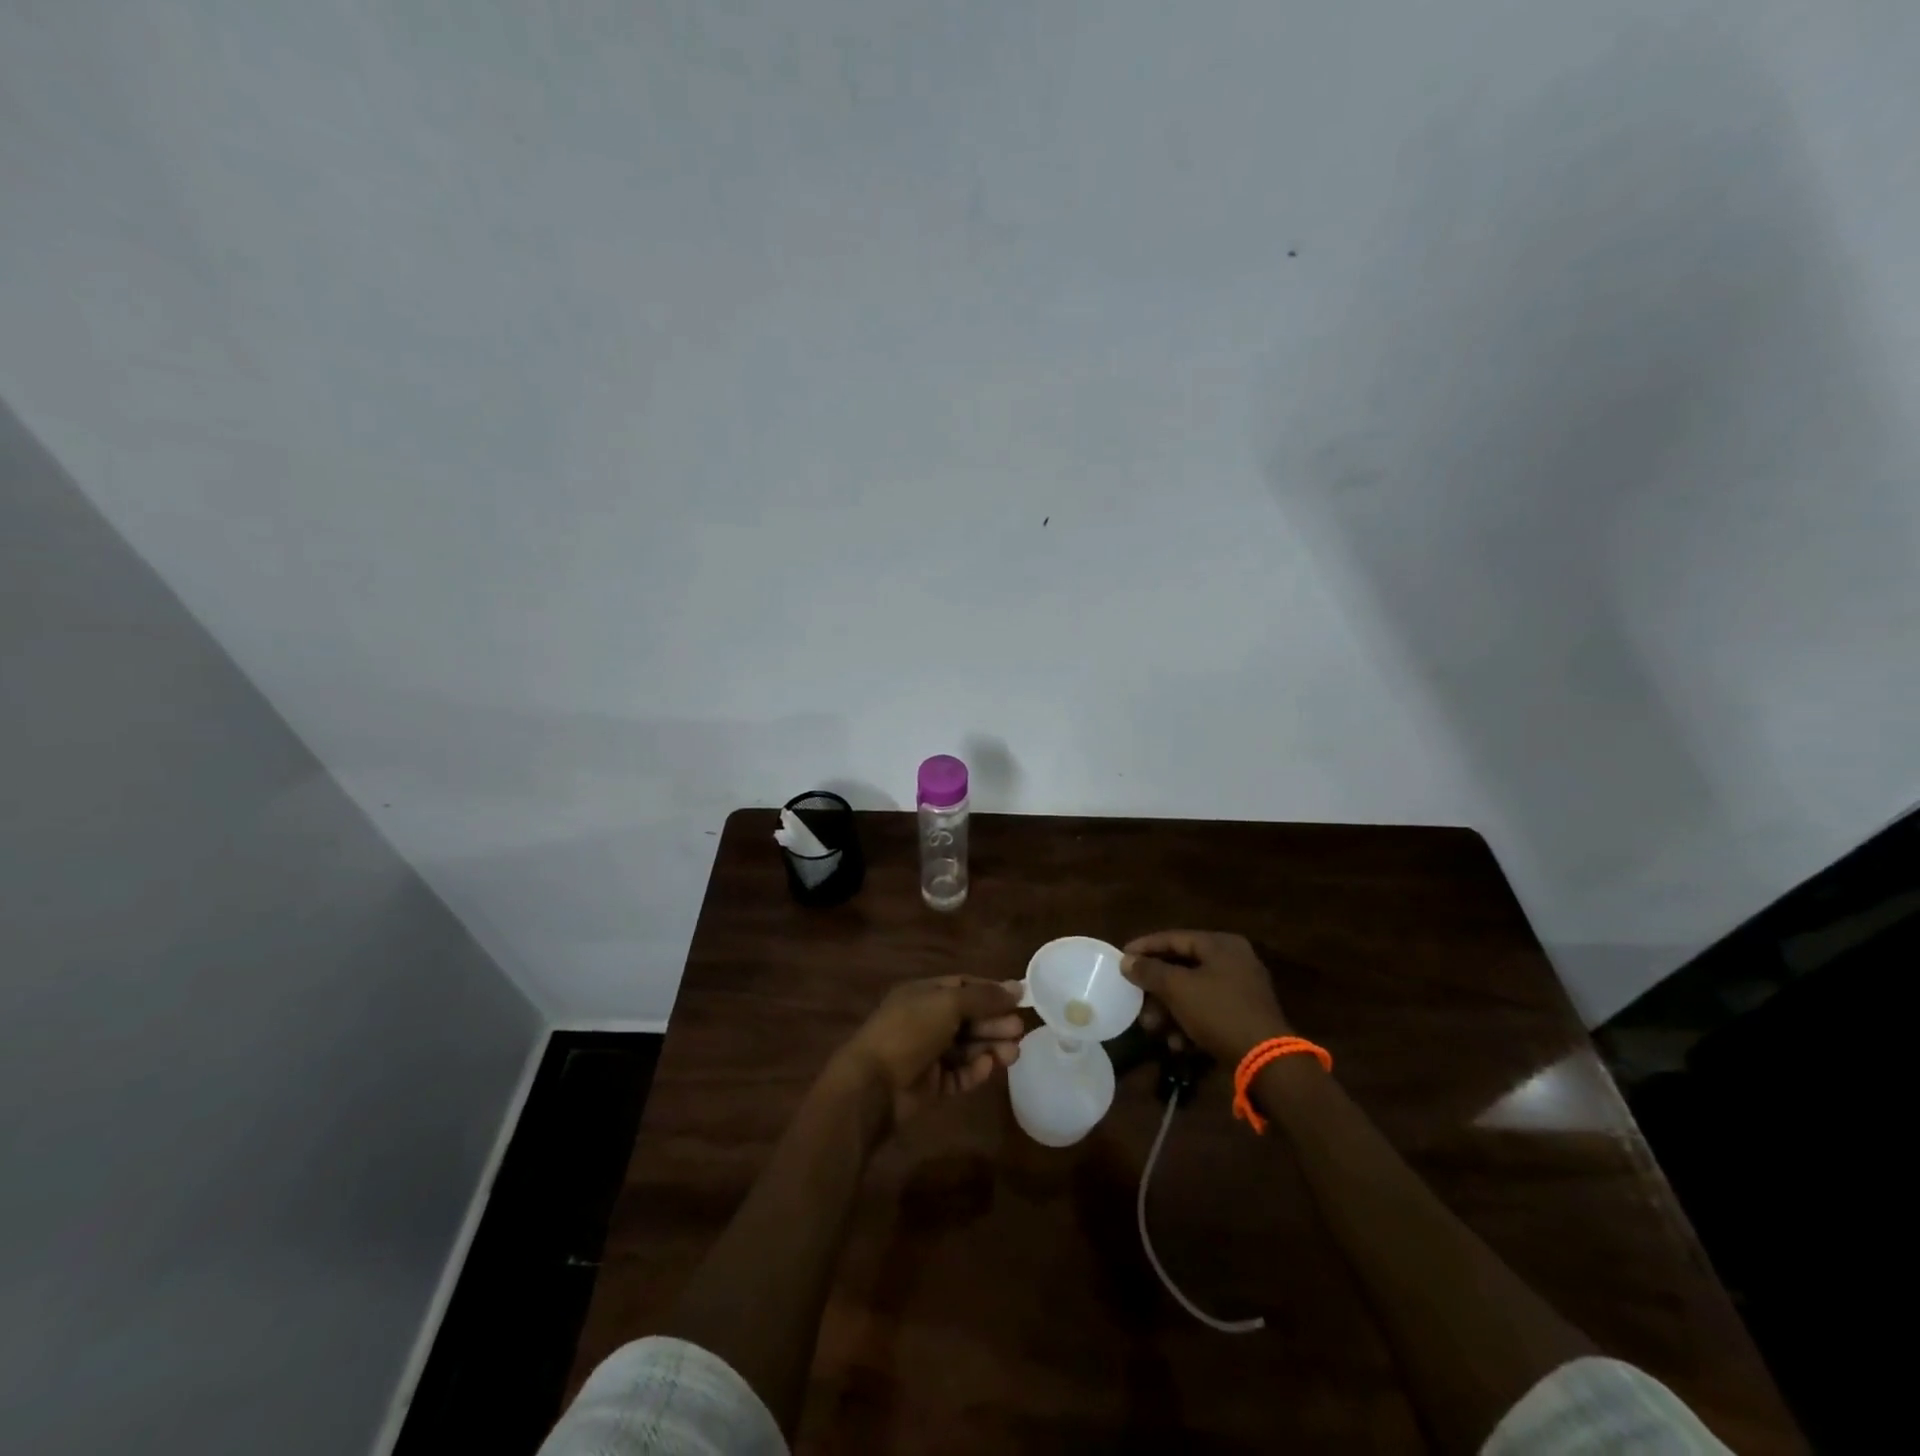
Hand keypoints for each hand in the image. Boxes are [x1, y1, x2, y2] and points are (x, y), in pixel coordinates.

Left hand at [825, 976, 1023, 1130]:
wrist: (874, 1084)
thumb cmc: (909, 1031)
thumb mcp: (948, 1003)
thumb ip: (983, 997)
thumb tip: (1016, 987)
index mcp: (923, 994)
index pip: (963, 986)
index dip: (990, 992)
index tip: (1019, 999)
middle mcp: (926, 1020)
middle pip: (968, 1018)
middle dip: (994, 1023)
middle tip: (1019, 1030)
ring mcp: (928, 1053)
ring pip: (966, 1047)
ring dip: (990, 1047)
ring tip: (1014, 1053)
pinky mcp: (931, 1083)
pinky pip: (958, 1074)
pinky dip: (974, 1070)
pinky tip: (989, 1067)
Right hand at [1122, 930, 1292, 1063]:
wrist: (1266, 1061)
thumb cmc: (1219, 1012)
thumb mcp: (1178, 988)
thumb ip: (1149, 971)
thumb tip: (1126, 961)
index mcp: (1221, 945)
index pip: (1174, 938)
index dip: (1145, 947)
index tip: (1121, 957)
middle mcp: (1233, 961)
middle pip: (1182, 967)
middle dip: (1156, 988)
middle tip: (1135, 1000)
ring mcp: (1241, 989)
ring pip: (1193, 992)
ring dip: (1169, 1011)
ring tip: (1153, 1028)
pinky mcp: (1243, 1016)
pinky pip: (1208, 1011)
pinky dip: (1189, 1024)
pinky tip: (1178, 1044)